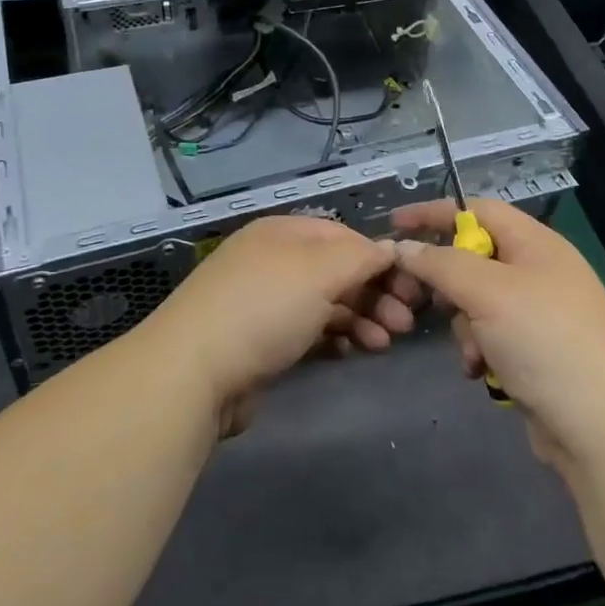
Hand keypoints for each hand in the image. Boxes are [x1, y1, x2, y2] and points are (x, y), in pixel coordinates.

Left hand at [143, 215, 403, 431]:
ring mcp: (263, 301)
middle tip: (406, 324)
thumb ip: (360, 257)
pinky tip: (350, 353)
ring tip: (383, 344)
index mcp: (284, 232)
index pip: (344, 236)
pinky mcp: (258, 341)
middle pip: (336, 270)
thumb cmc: (263, 308)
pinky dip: (333, 338)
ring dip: (360, 318)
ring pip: (324, 303)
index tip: (412, 288)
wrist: (192, 373)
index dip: (379, 258)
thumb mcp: (320, 271)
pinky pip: (307, 331)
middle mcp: (273, 260)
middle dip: (375, 293)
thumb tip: (388, 249)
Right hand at [390, 199, 604, 472]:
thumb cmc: (545, 341)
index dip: (434, 213)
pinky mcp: (536, 352)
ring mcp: (539, 314)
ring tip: (474, 353)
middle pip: (473, 258)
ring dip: (464, 326)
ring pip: (477, 302)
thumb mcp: (488, 292)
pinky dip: (480, 350)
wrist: (603, 427)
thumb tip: (403, 247)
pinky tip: (482, 373)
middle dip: (447, 283)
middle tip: (419, 301)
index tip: (394, 224)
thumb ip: (440, 264)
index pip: (476, 210)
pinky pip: (491, 336)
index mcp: (536, 243)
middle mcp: (538, 271)